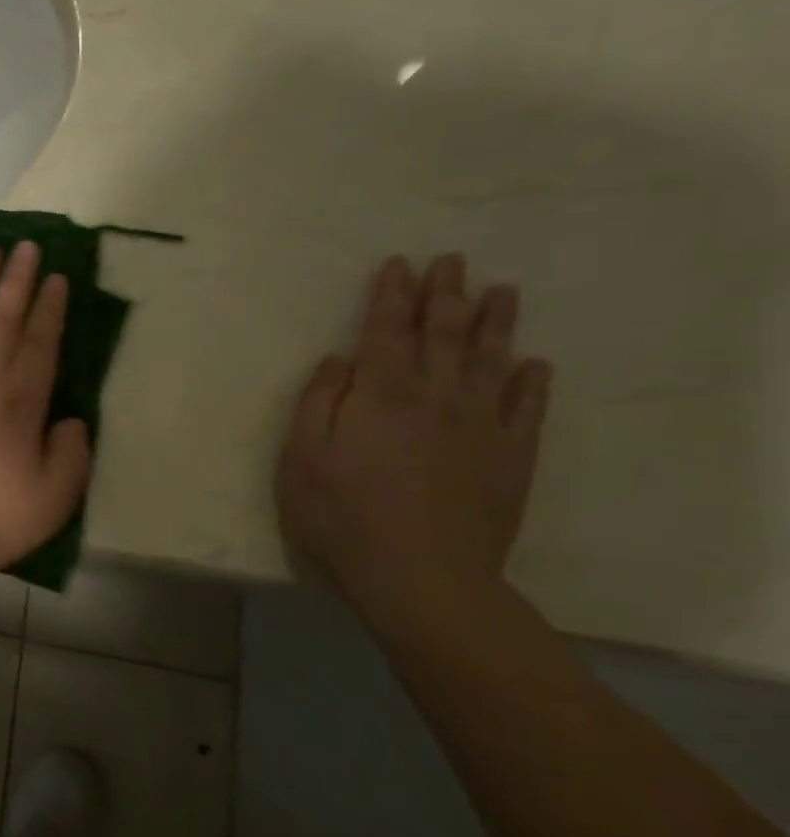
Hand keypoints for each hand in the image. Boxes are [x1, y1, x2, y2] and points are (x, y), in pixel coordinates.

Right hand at [275, 254, 551, 606]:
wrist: (422, 575)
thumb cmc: (341, 514)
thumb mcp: (301, 456)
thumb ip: (317, 401)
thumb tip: (338, 359)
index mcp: (379, 394)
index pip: (386, 331)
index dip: (391, 295)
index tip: (399, 264)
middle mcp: (435, 398)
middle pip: (443, 335)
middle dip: (446, 294)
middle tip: (453, 261)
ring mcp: (480, 427)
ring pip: (490, 362)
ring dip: (496, 324)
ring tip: (502, 291)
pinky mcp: (511, 458)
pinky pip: (528, 410)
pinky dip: (532, 383)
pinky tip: (536, 364)